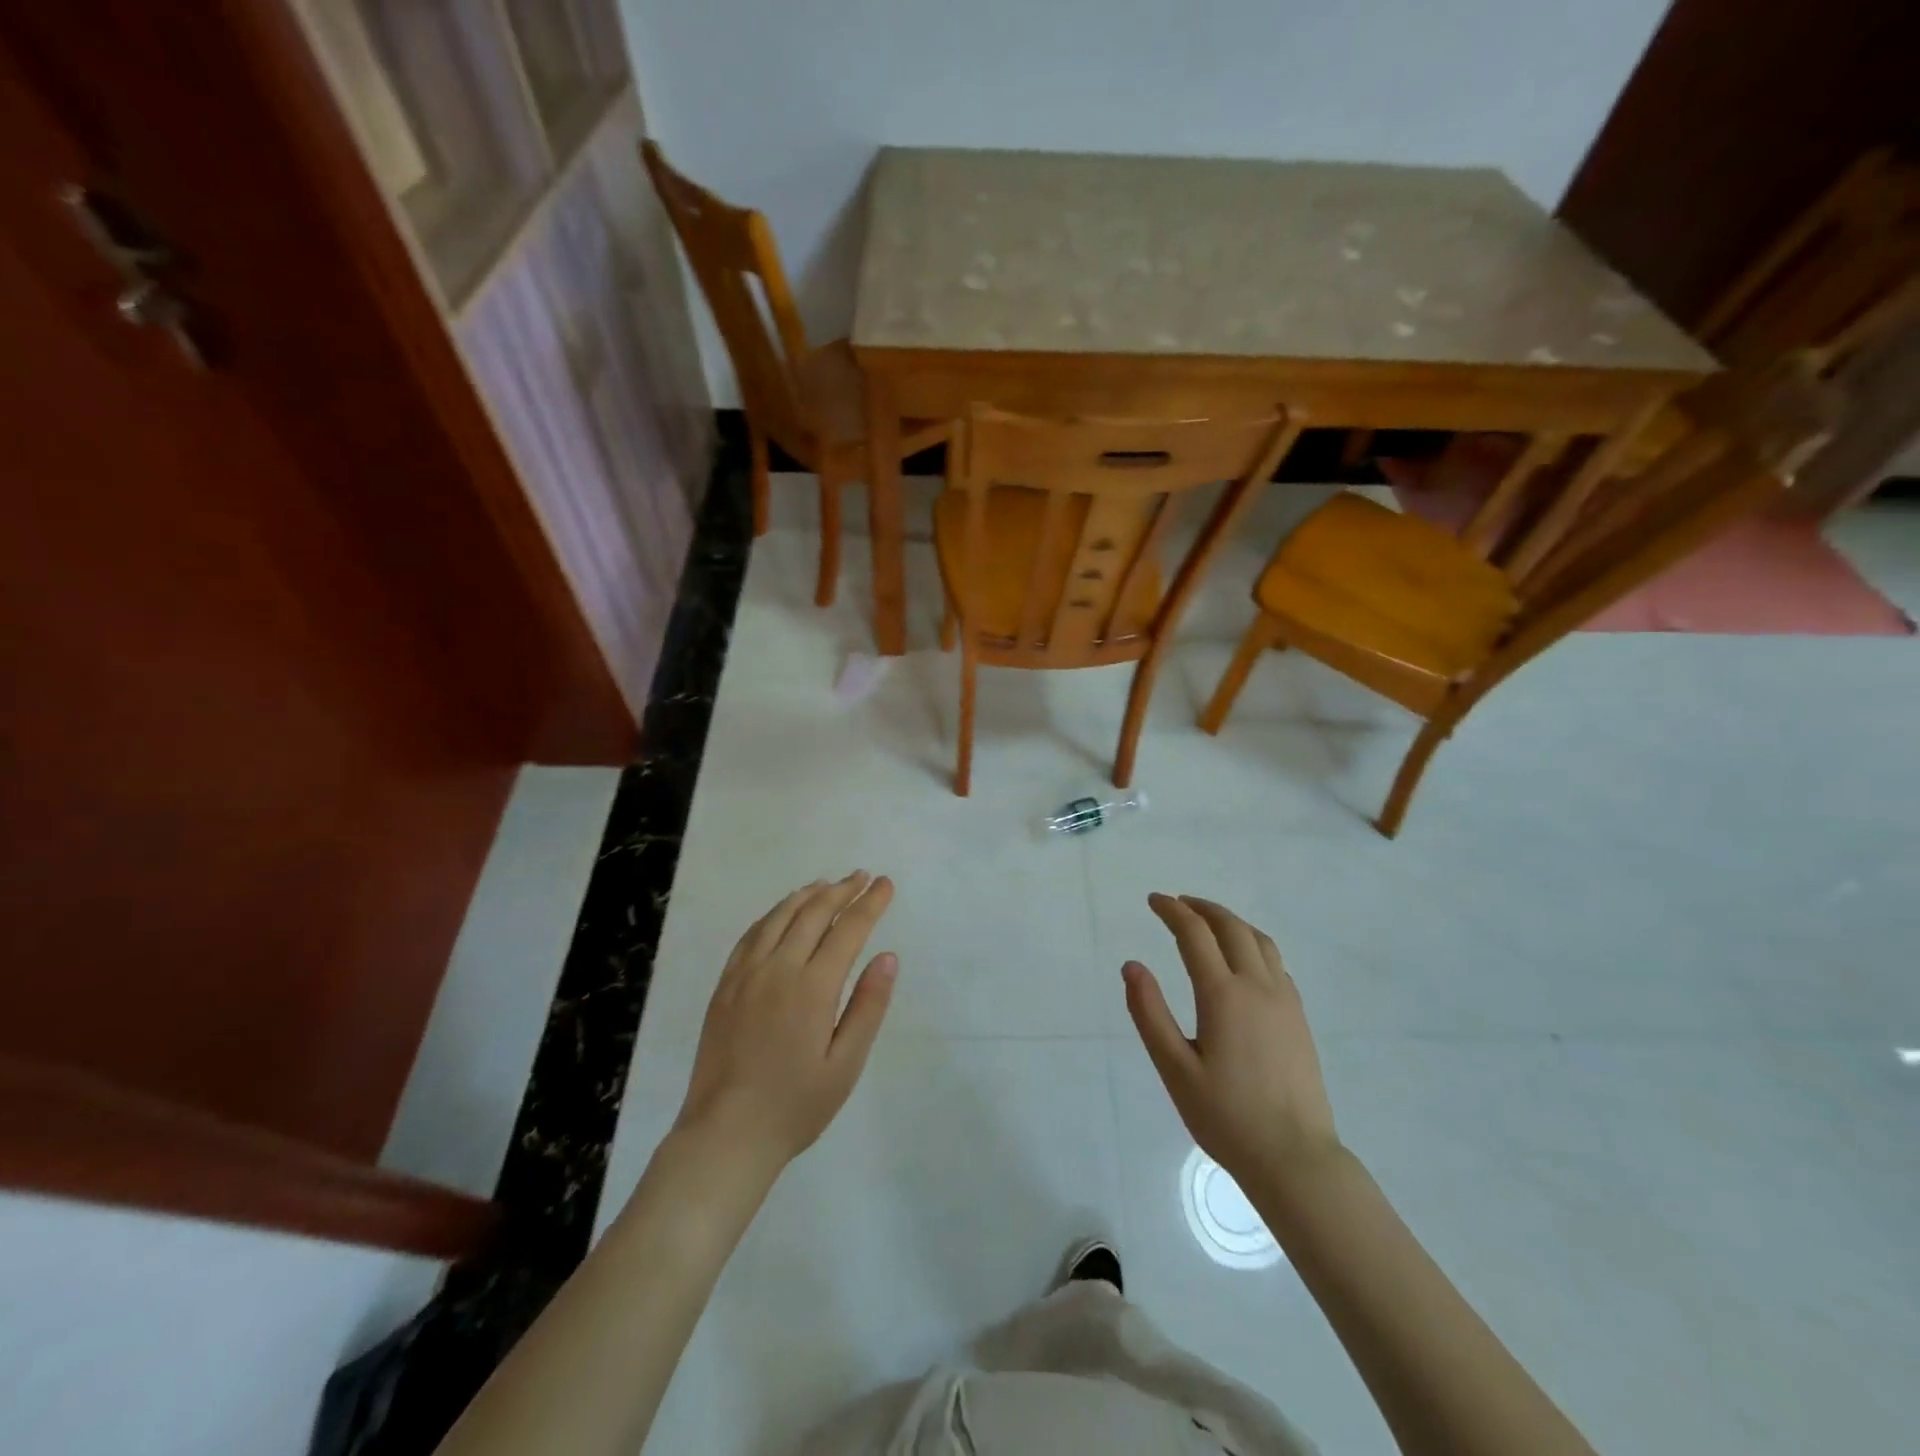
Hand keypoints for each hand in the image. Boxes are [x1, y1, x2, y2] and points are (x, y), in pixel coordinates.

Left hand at [674, 873, 896, 1175]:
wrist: (726, 1134)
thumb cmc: (796, 1105)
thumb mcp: (845, 1064)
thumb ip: (868, 1006)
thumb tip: (888, 956)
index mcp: (813, 987)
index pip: (848, 929)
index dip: (870, 903)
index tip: (885, 884)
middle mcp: (778, 969)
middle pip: (813, 913)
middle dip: (841, 890)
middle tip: (861, 877)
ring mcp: (746, 974)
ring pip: (779, 916)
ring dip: (807, 895)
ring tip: (827, 884)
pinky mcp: (725, 985)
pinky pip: (751, 934)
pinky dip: (772, 914)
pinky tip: (782, 912)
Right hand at [1124, 894, 1340, 1185]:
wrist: (1295, 1158)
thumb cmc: (1226, 1116)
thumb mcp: (1174, 1069)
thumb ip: (1149, 1013)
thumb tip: (1132, 965)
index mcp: (1223, 995)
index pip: (1195, 934)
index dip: (1172, 911)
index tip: (1154, 900)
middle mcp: (1257, 987)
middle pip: (1231, 927)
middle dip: (1202, 908)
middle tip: (1177, 903)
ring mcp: (1284, 1000)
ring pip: (1259, 940)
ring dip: (1230, 921)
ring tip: (1208, 920)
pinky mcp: (1299, 1017)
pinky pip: (1275, 962)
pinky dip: (1252, 943)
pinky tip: (1241, 959)